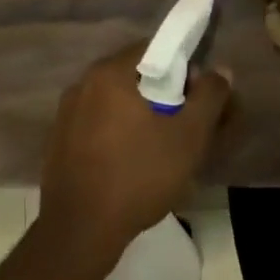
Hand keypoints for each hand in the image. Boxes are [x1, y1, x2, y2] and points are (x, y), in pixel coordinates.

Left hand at [39, 44, 231, 263]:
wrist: (81, 230)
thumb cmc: (139, 175)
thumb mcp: (188, 137)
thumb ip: (209, 97)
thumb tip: (220, 71)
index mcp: (109, 73)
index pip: (154, 49)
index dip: (184, 68)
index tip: (200, 98)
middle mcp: (82, 84)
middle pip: (135, 76)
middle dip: (165, 94)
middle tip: (188, 126)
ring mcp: (66, 114)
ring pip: (116, 103)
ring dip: (142, 116)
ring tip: (164, 149)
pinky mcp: (59, 142)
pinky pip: (98, 125)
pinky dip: (119, 134)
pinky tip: (132, 164)